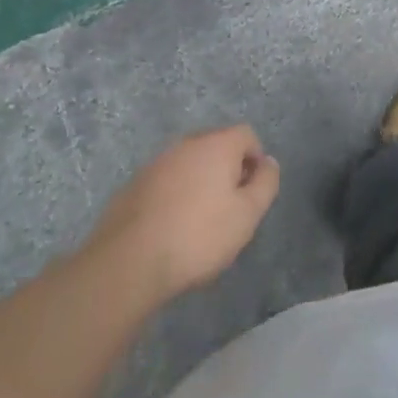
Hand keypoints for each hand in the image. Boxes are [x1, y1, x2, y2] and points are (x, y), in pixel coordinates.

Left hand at [86, 126, 280, 307]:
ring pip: (189, 164)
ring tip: (199, 222)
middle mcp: (186, 144)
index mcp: (217, 144)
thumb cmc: (198, 236)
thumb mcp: (247, 214)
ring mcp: (156, 162)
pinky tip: (171, 228)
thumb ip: (266, 183)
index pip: (247, 135)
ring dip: (200, 183)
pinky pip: (166, 182)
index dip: (256, 160)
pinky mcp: (134, 185)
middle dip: (228, 170)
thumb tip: (269, 162)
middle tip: (230, 208)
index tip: (253, 193)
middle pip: (217, 146)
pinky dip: (175, 196)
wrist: (128, 261)